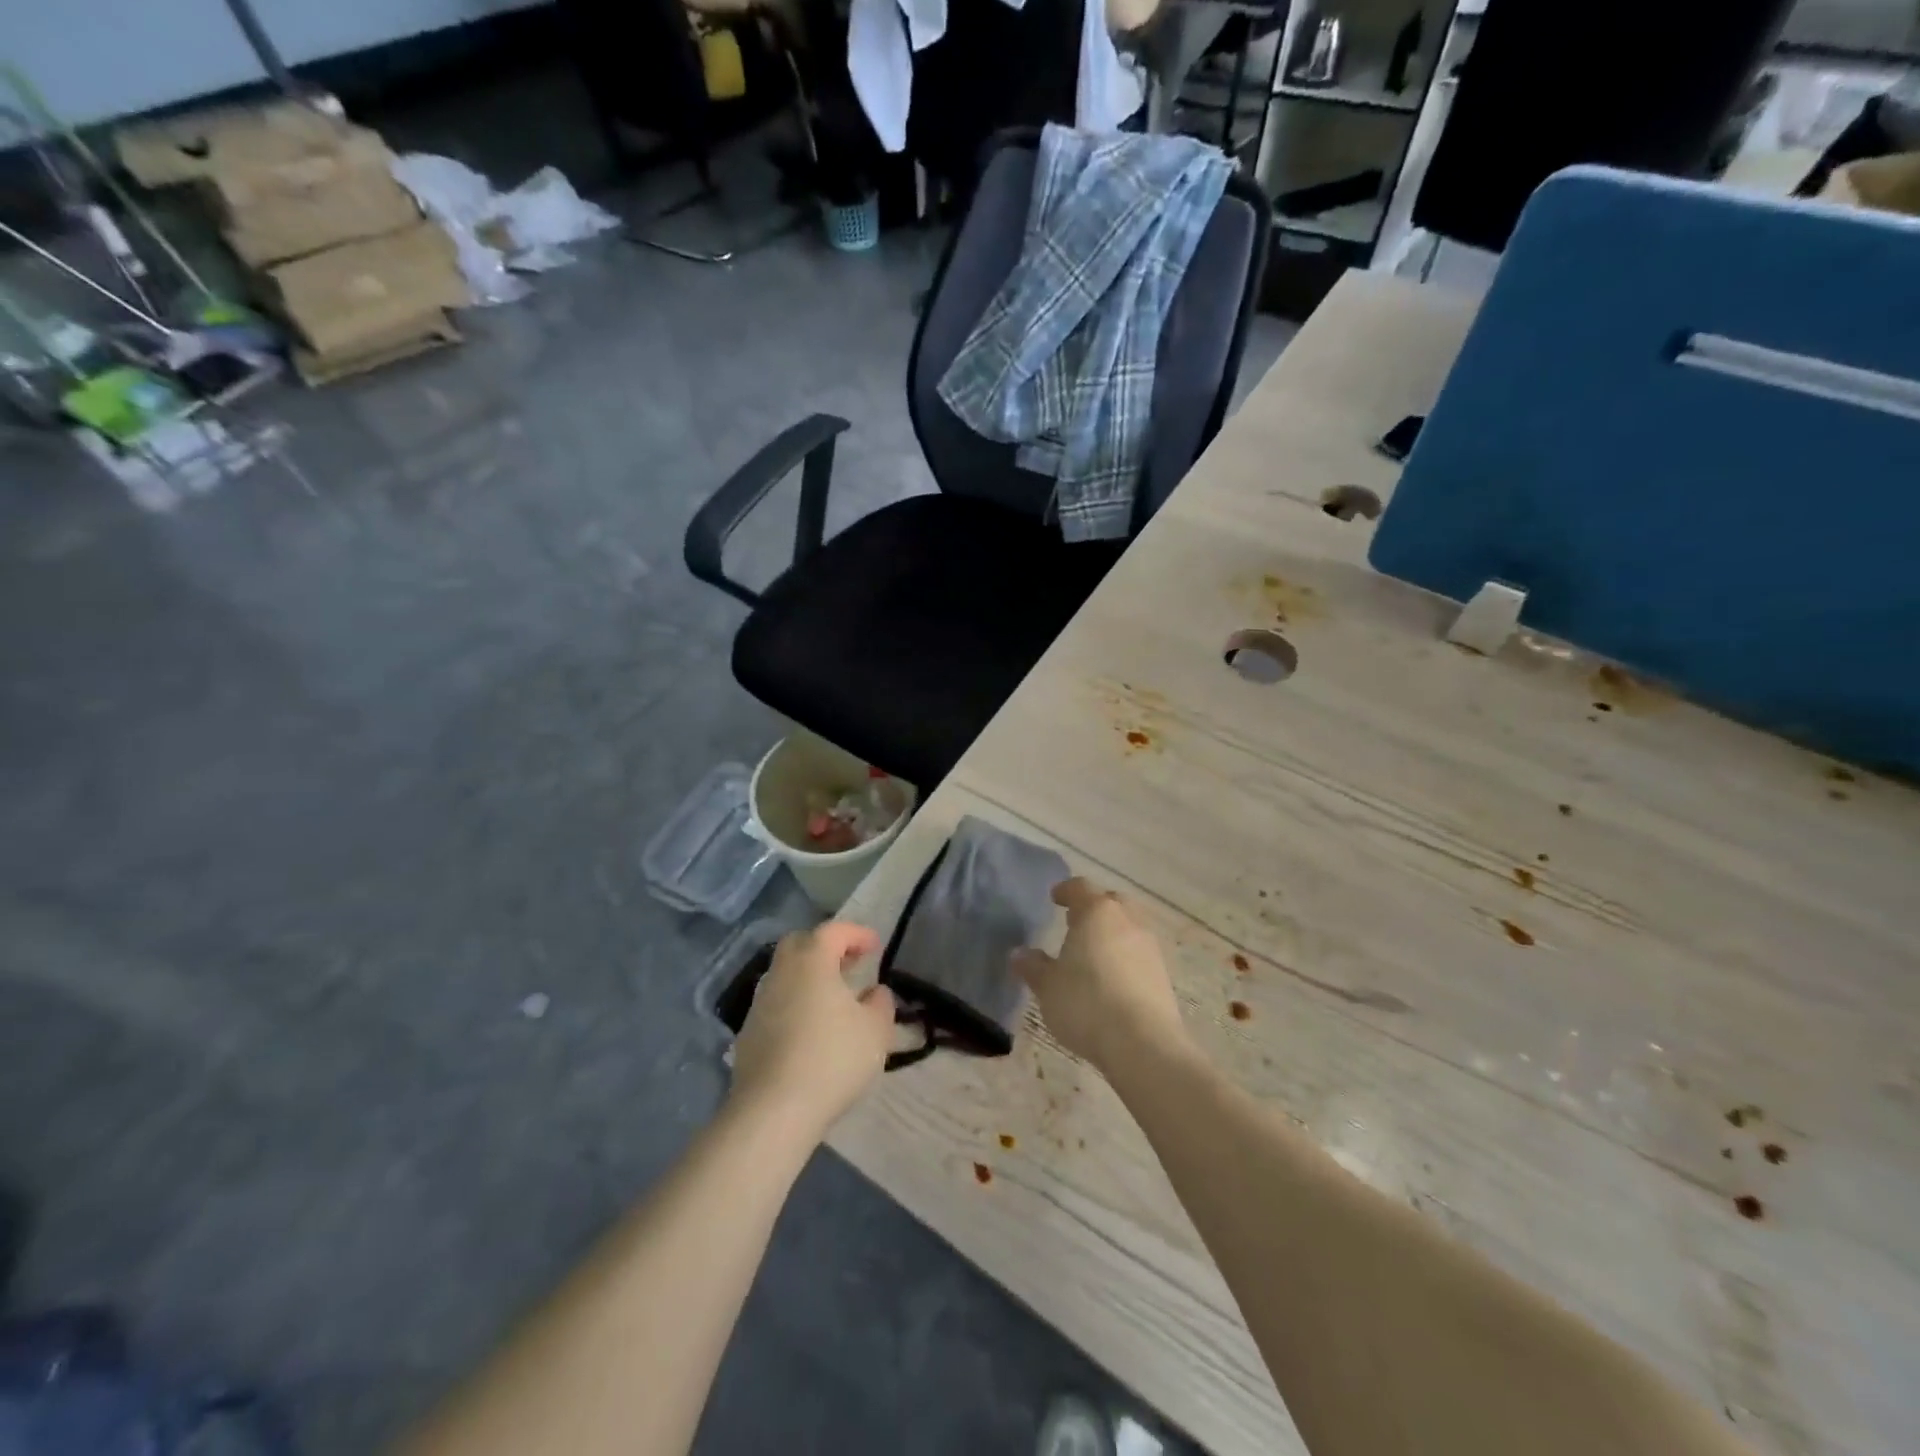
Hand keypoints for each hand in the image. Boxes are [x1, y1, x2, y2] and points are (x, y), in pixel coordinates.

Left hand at [731, 922, 896, 1140]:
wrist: (773, 1110)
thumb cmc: (832, 1058)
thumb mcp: (875, 1030)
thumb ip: (880, 1004)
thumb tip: (875, 992)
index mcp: (812, 961)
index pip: (833, 931)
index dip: (857, 934)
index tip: (876, 946)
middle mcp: (781, 973)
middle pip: (801, 944)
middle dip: (827, 948)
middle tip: (850, 965)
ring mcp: (760, 1003)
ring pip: (786, 975)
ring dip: (810, 978)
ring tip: (835, 1000)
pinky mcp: (748, 1034)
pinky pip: (777, 1004)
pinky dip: (796, 1005)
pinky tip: (812, 1030)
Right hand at [1012, 878, 1187, 1074]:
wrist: (1142, 1043)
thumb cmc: (1086, 1003)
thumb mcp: (1048, 986)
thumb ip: (1033, 966)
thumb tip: (1019, 953)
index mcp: (1097, 912)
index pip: (1080, 888)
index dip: (1066, 891)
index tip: (1055, 898)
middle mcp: (1127, 920)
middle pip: (1110, 902)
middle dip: (1093, 908)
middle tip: (1074, 922)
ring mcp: (1149, 946)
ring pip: (1128, 926)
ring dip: (1111, 933)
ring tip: (1092, 951)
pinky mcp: (1163, 973)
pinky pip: (1138, 953)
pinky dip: (1124, 956)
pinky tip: (1111, 977)